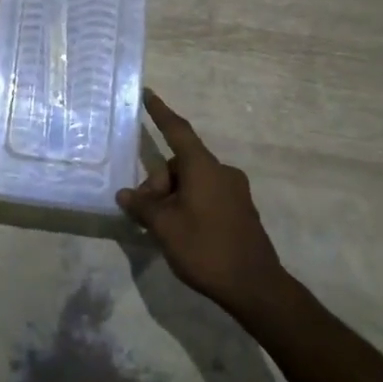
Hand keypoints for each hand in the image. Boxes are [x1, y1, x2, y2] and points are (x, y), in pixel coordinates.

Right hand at [119, 90, 286, 317]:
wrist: (256, 288)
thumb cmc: (206, 249)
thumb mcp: (165, 227)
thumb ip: (143, 206)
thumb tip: (126, 194)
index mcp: (203, 167)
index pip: (177, 130)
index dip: (161, 112)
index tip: (148, 94)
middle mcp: (222, 172)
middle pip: (180, 164)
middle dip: (159, 184)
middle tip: (147, 215)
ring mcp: (235, 191)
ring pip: (193, 182)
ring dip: (173, 197)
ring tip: (164, 230)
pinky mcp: (241, 210)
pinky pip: (207, 195)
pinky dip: (189, 205)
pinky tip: (183, 232)